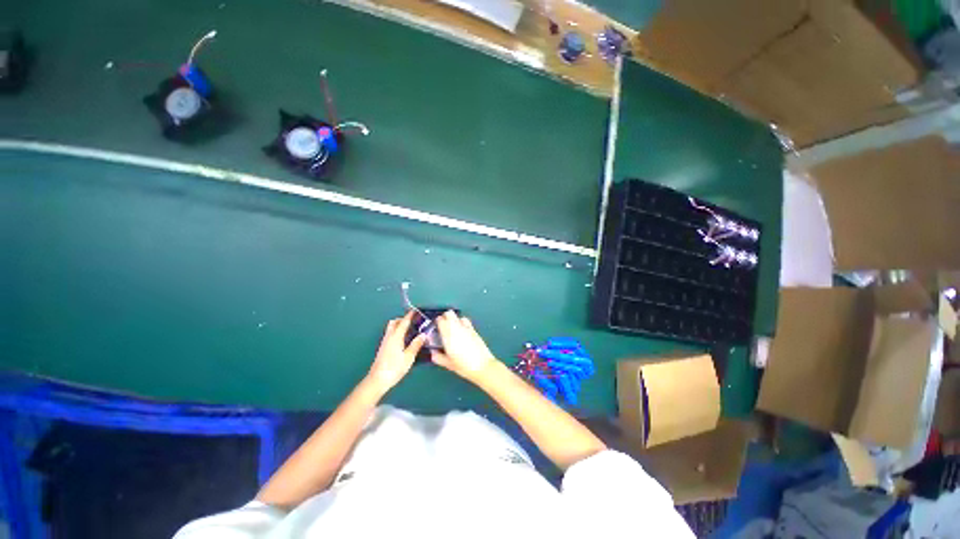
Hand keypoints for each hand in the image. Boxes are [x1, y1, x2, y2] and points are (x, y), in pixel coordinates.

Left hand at [367, 311, 425, 392]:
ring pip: (391, 328)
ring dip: (399, 325)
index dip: (409, 316)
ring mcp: (385, 342)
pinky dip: (397, 332)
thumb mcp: (409, 357)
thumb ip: (416, 344)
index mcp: (396, 337)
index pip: (403, 322)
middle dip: (403, 319)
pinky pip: (390, 334)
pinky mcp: (383, 348)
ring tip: (410, 329)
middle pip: (394, 322)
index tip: (415, 310)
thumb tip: (423, 334)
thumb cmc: (394, 368)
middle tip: (413, 321)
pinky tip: (403, 339)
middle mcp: (389, 337)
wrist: (377, 380)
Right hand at [431, 311, 496, 382]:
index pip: (440, 321)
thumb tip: (433, 353)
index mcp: (449, 335)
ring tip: (453, 328)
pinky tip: (462, 331)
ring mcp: (467, 328)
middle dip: (445, 317)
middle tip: (443, 325)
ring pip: (458, 316)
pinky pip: (466, 321)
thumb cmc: (464, 366)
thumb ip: (438, 357)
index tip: (435, 327)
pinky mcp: (474, 330)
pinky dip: (462, 323)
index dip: (437, 322)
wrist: (482, 366)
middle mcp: (457, 329)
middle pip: (449, 313)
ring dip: (454, 319)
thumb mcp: (448, 364)